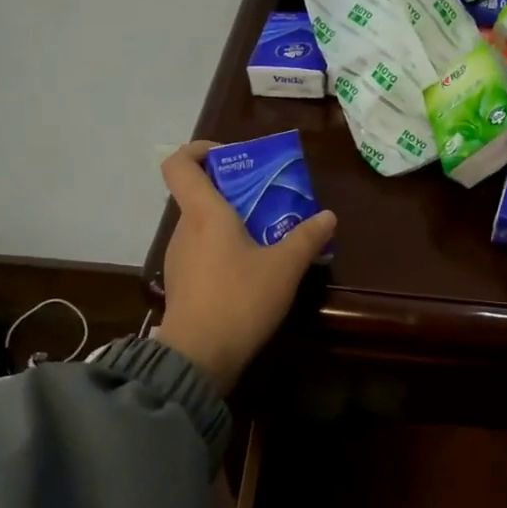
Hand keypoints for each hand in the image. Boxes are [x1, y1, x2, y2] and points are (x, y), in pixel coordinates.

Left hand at [155, 141, 336, 394]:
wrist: (199, 357)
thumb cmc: (240, 300)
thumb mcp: (284, 268)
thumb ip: (307, 238)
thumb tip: (328, 216)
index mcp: (203, 213)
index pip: (180, 163)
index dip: (200, 150)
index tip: (233, 157)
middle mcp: (184, 229)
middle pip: (199, 195)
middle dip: (233, 192)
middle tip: (269, 201)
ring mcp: (178, 258)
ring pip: (202, 226)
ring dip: (231, 224)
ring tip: (267, 239)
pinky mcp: (182, 284)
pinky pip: (202, 252)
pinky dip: (224, 251)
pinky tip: (251, 272)